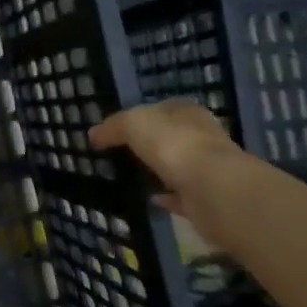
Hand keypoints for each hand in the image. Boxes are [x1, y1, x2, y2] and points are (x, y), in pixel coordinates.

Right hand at [88, 100, 237, 214]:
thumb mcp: (132, 124)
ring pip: (179, 166)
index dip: (141, 115)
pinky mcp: (207, 198)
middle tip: (124, 152)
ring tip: (134, 176)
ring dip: (161, 170)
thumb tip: (94, 135)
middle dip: (152, 143)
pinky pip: (182, 195)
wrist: (212, 189)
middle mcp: (202, 137)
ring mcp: (208, 169)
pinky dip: (167, 197)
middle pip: (173, 137)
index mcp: (187, 112)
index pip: (162, 108)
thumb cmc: (173, 144)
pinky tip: (151, 198)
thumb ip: (113, 127)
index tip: (119, 129)